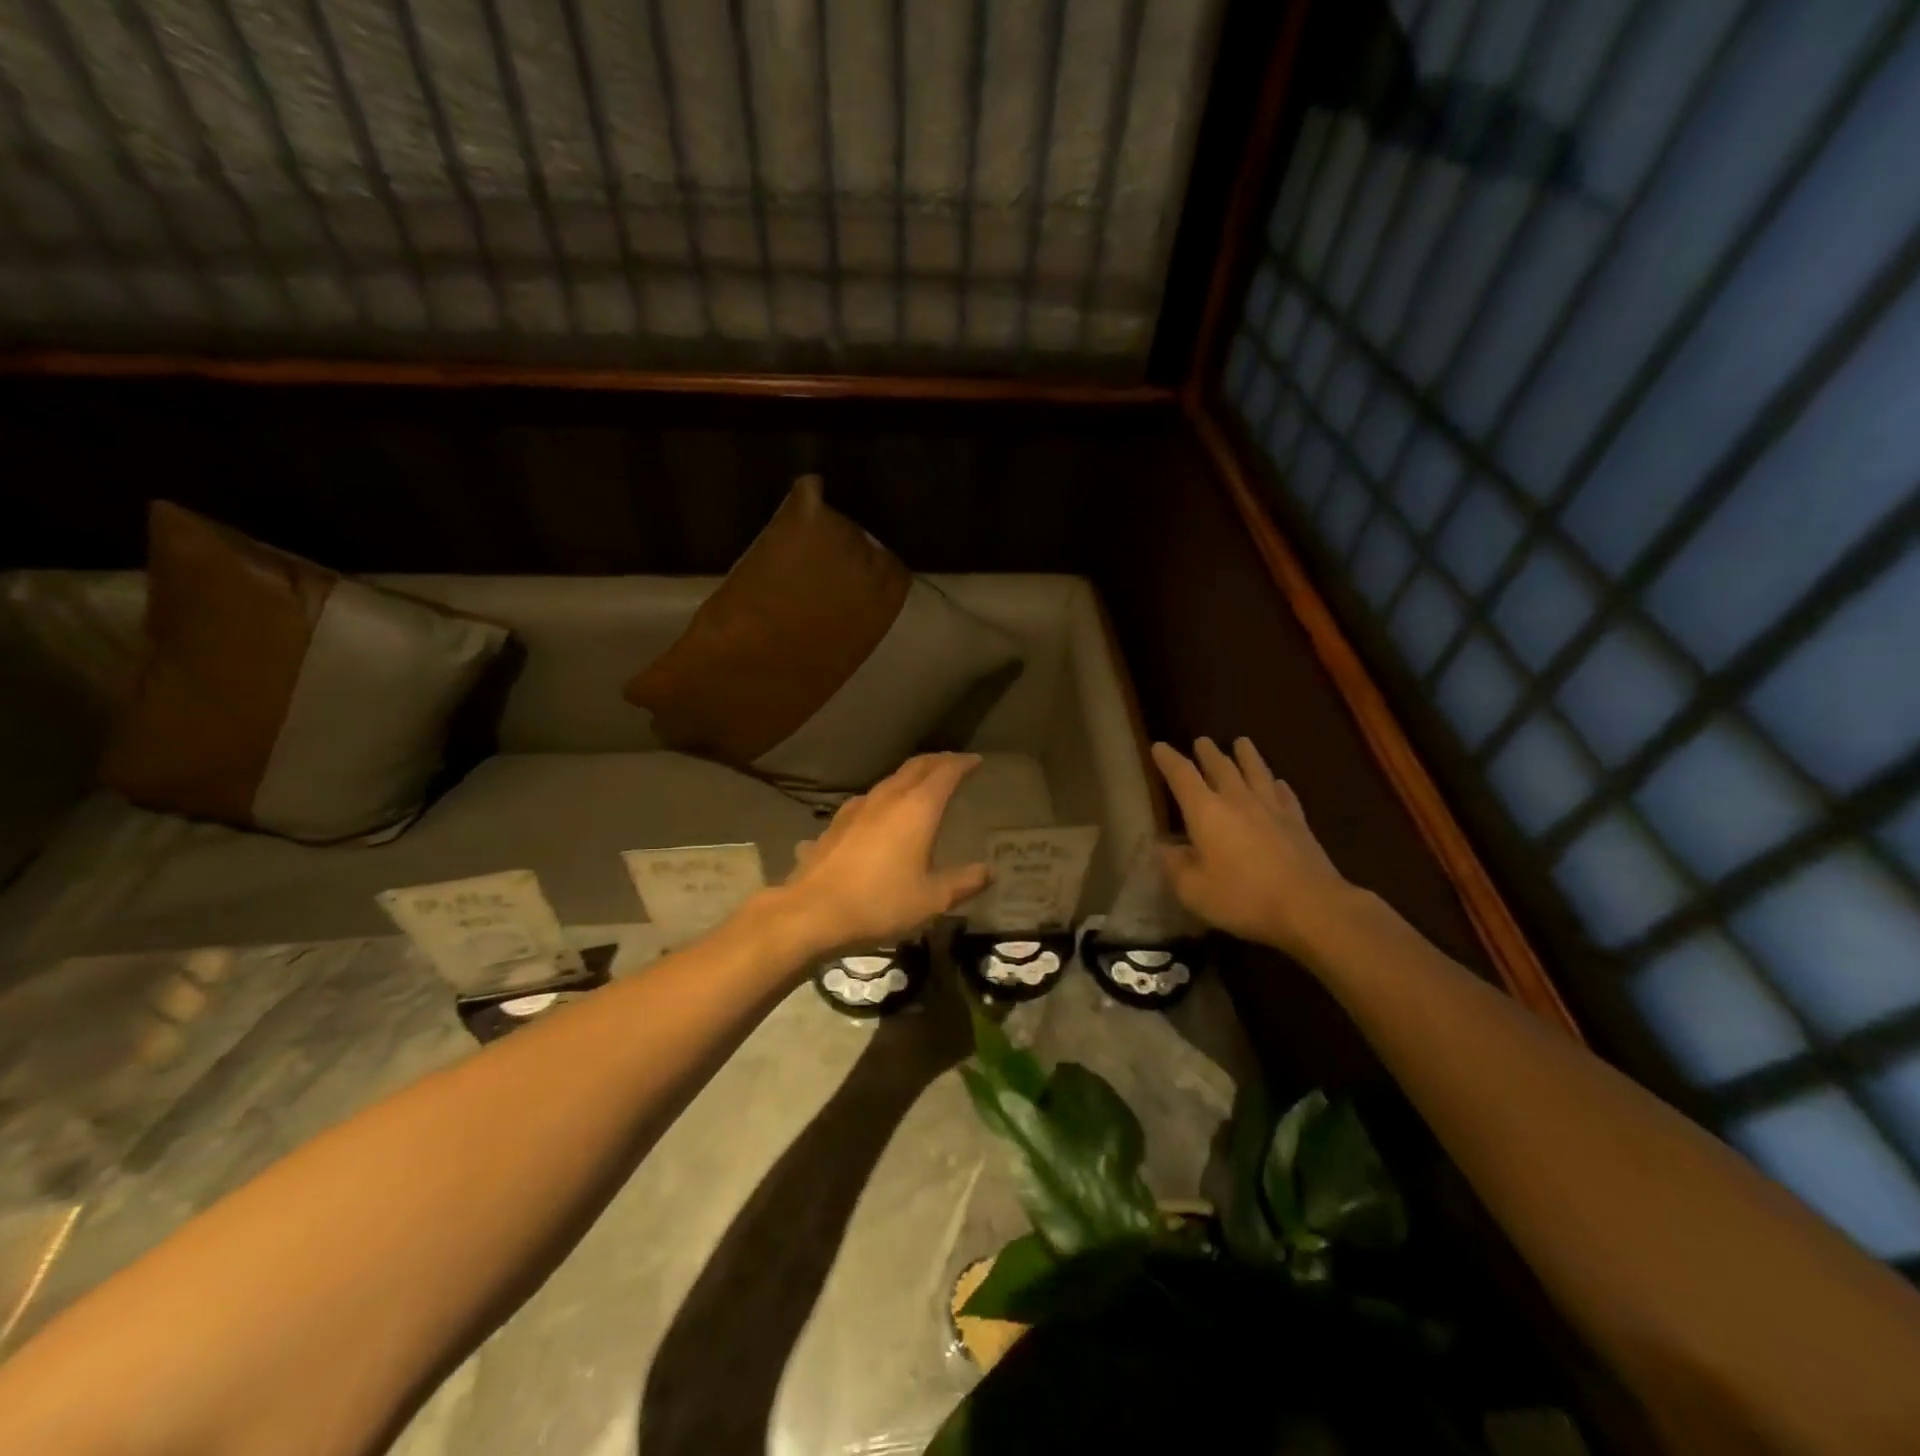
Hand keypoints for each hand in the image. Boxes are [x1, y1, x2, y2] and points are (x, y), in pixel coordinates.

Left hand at [782, 753, 990, 949]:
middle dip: (937, 761)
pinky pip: (869, 800)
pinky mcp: (836, 824)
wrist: (812, 912)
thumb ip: (963, 883)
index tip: (976, 761)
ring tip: (922, 787)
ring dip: (910, 778)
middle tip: (953, 765)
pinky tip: (882, 814)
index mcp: (917, 809)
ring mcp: (857, 808)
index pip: (944, 772)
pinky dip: (886, 797)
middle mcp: (887, 799)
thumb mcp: (931, 900)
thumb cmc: (879, 903)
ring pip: (890, 781)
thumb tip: (988, 872)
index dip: (962, 763)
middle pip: (916, 767)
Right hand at [1152, 737, 1350, 958]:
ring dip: (1246, 755)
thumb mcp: (1193, 890)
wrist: (1310, 906)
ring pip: (1256, 772)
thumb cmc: (1243, 897)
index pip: (1182, 776)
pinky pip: (1285, 795)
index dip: (1168, 759)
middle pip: (1221, 767)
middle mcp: (1238, 800)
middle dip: (1208, 753)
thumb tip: (1161, 847)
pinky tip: (1278, 782)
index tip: (1159, 746)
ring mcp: (1272, 809)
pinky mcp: (1298, 823)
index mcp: (1206, 812)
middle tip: (1202, 741)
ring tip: (1242, 742)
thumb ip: (1174, 866)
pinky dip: (1278, 785)